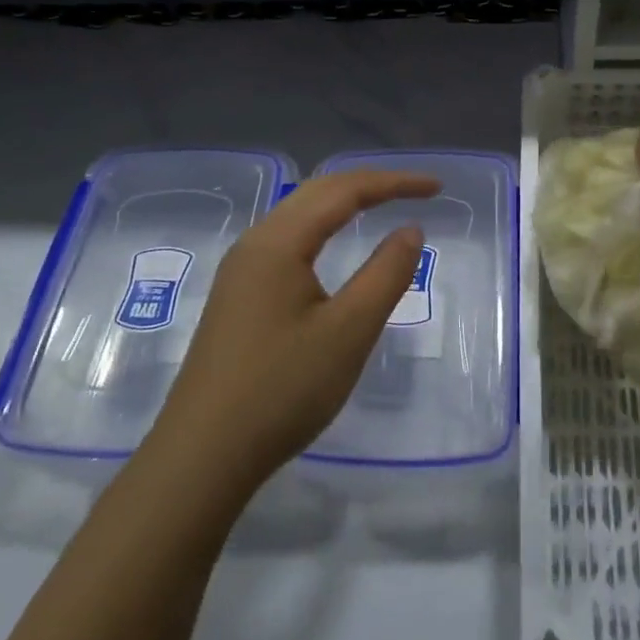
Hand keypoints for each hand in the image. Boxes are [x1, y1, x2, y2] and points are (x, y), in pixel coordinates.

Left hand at [151, 169, 440, 503]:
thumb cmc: (282, 390)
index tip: (437, 187)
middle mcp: (255, 244)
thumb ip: (385, 274)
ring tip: (383, 206)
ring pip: (299, 215)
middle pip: (317, 192)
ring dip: (343, 203)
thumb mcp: (348, 332)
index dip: (394, 183)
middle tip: (417, 191)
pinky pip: (288, 240)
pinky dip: (323, 228)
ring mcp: (241, 270)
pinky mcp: (238, 296)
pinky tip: (333, 247)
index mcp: (279, 242)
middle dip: (370, 184)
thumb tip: (410, 229)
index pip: (344, 191)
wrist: (202, 456)